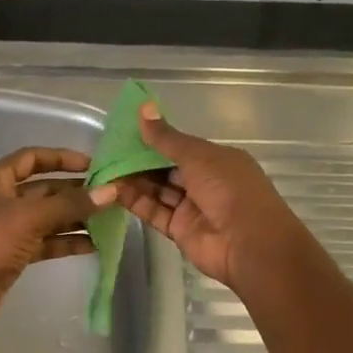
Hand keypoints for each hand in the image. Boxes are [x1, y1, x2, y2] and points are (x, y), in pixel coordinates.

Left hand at [0, 147, 115, 335]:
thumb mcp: (31, 218)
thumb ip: (71, 204)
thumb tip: (110, 192)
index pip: (32, 158)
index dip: (62, 158)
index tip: (93, 165)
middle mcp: (0, 198)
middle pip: (44, 189)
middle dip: (75, 192)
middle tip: (109, 195)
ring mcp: (7, 227)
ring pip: (48, 216)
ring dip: (75, 218)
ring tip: (108, 220)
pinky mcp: (14, 253)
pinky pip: (46, 240)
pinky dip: (67, 241)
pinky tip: (94, 244)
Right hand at [112, 104, 303, 289]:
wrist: (250, 244)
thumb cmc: (230, 190)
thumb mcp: (198, 156)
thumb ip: (167, 138)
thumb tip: (143, 108)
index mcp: (216, 160)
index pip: (180, 147)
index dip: (154, 140)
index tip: (124, 132)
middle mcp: (204, 182)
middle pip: (165, 169)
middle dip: (138, 161)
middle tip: (106, 152)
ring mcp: (191, 208)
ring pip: (157, 190)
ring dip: (132, 181)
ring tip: (102, 170)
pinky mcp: (179, 230)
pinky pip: (153, 212)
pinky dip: (134, 202)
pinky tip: (111, 191)